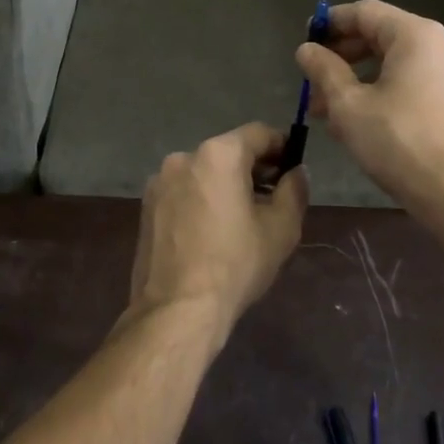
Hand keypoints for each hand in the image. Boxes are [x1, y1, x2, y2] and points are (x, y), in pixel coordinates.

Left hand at [129, 123, 308, 346]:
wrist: (177, 309)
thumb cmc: (235, 264)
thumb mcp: (281, 228)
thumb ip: (295, 190)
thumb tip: (297, 172)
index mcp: (218, 154)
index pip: (259, 134)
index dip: (282, 147)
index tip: (293, 168)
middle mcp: (184, 156)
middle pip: (228, 152)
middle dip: (253, 169)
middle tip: (273, 198)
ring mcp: (160, 181)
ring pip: (204, 172)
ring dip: (225, 185)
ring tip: (241, 220)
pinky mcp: (146, 205)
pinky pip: (183, 191)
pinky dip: (201, 200)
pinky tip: (211, 232)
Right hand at [295, 0, 443, 229]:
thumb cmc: (401, 144)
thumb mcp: (349, 106)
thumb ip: (324, 70)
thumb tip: (307, 49)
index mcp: (418, 36)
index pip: (365, 12)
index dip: (331, 22)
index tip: (306, 39)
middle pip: (383, 37)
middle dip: (343, 57)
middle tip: (314, 81)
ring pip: (399, 64)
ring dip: (362, 79)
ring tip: (331, 110)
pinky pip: (418, 83)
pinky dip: (388, 91)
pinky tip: (366, 121)